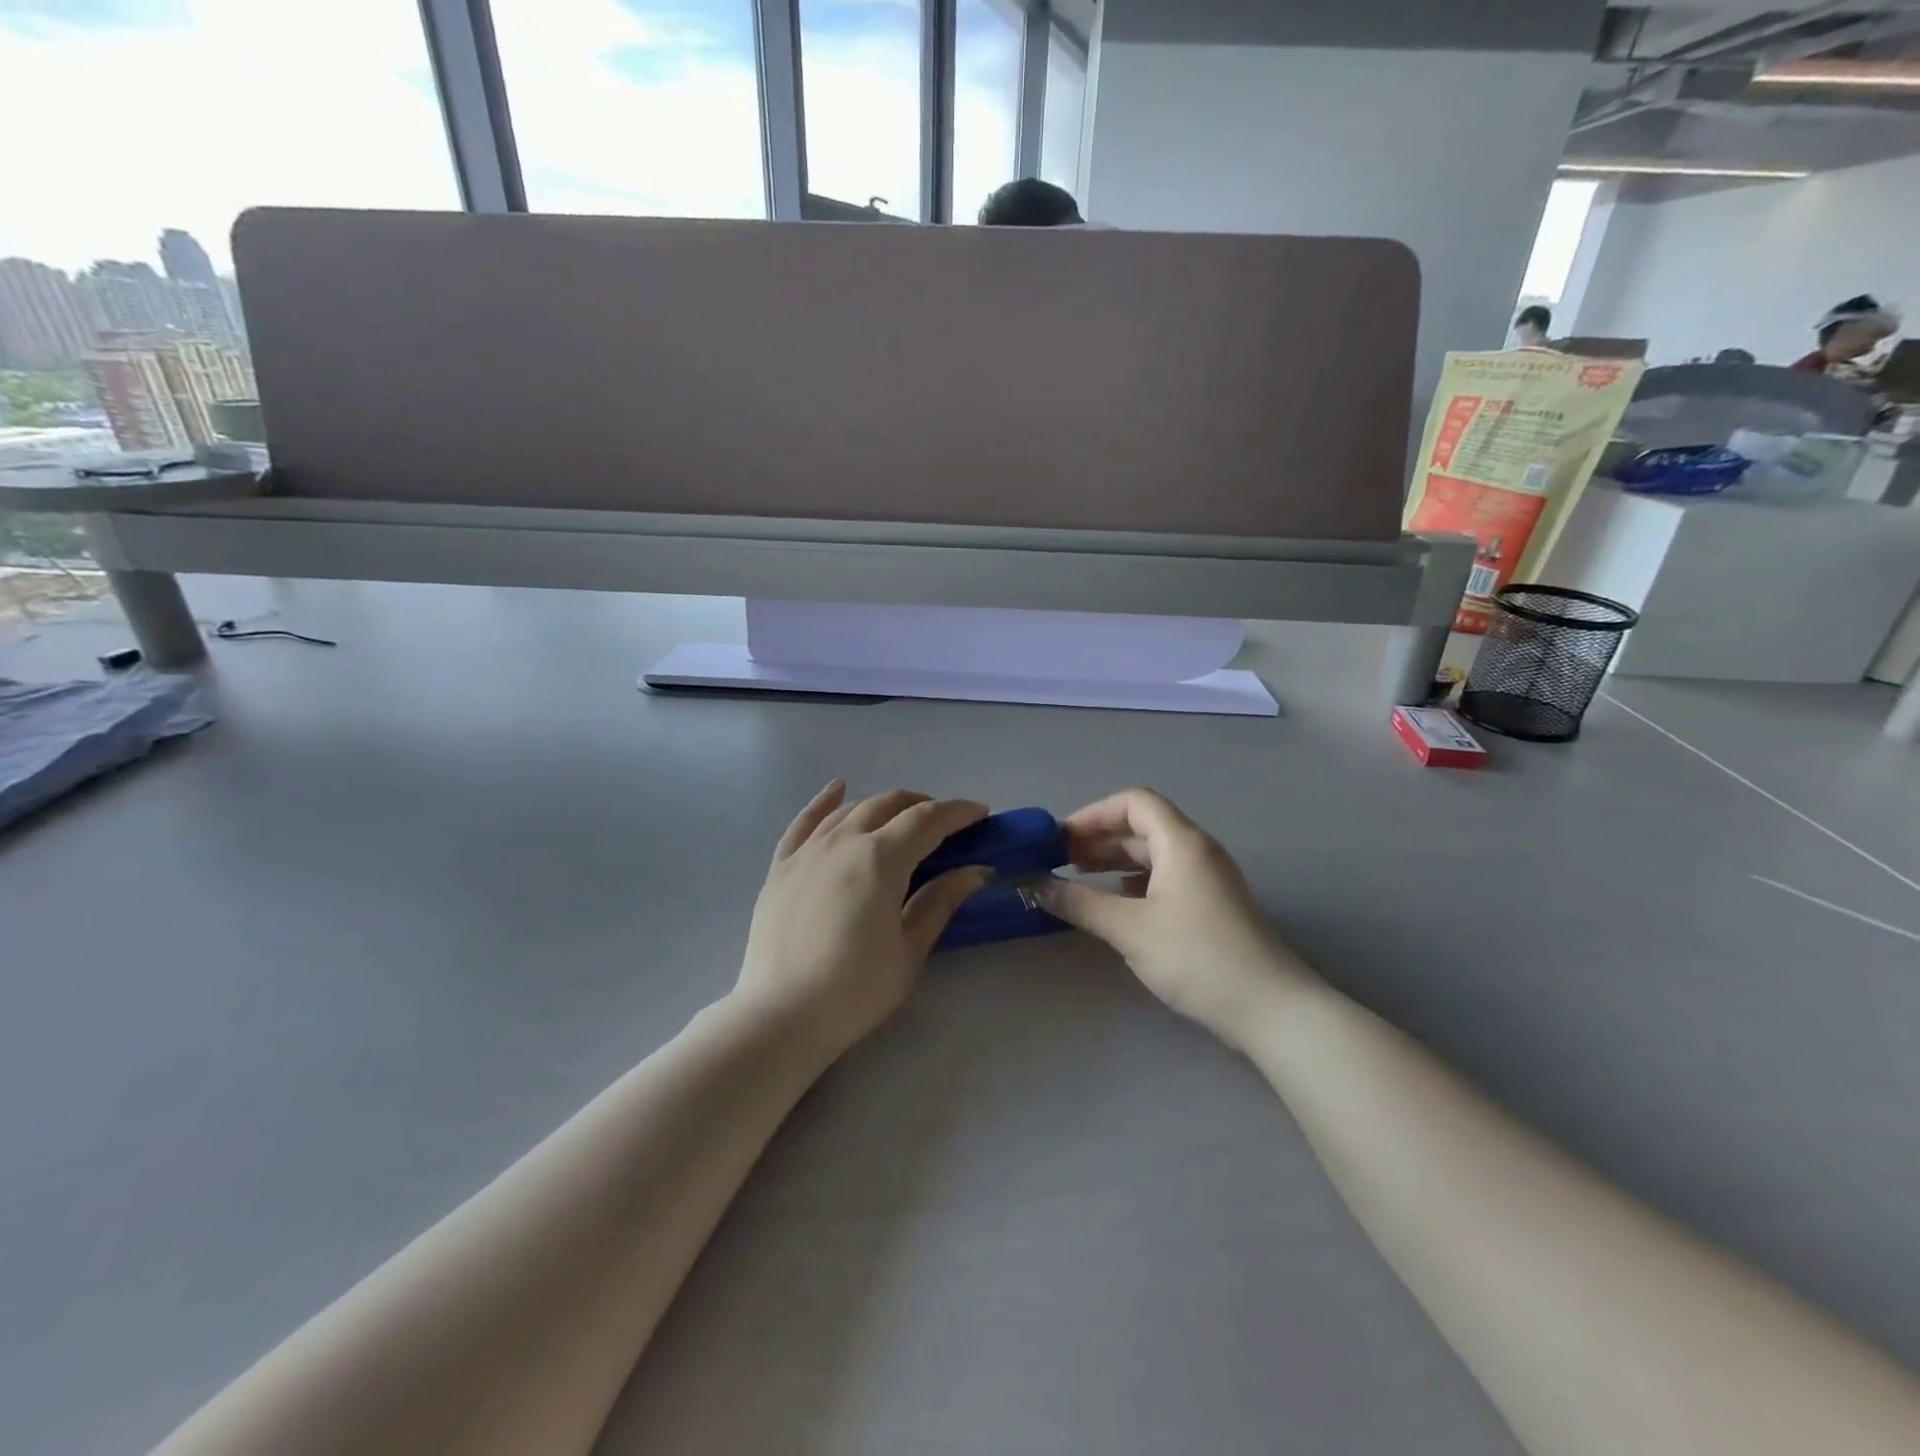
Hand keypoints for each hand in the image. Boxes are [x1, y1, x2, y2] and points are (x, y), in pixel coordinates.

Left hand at [735, 782, 990, 1057]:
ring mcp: (807, 850)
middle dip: (924, 806)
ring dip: (884, 806)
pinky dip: (824, 801)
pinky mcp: (781, 866)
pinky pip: (804, 821)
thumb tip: (975, 870)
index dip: (958, 812)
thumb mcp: (910, 949)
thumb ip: (941, 901)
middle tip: (947, 826)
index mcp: (880, 858)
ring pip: (852, 809)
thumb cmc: (856, 989)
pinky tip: (838, 788)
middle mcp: (843, 841)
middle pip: (890, 804)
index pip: (928, 820)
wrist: (781, 1016)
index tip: (982, 813)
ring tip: (903, 819)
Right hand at [1035, 788, 1315, 1047]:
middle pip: (1142, 825)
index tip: (1060, 839)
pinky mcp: (1211, 905)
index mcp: (1181, 842)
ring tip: (1079, 878)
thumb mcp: (1129, 929)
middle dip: (1099, 837)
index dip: (1093, 814)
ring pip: (1153, 853)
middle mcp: (1197, 850)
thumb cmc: (1196, 957)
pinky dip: (1134, 881)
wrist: (1269, 1008)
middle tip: (1060, 860)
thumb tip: (1035, 886)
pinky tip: (1115, 902)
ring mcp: (1208, 878)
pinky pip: (1165, 876)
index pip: (1133, 802)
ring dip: (1114, 860)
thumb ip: (1079, 903)